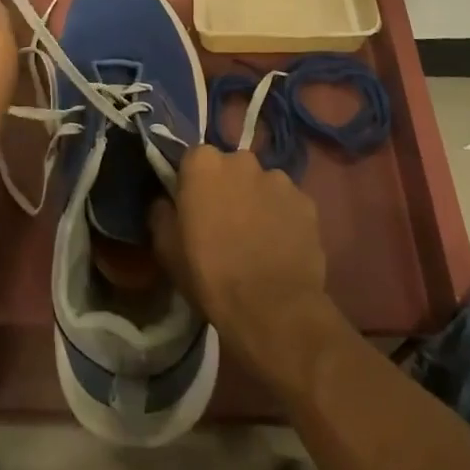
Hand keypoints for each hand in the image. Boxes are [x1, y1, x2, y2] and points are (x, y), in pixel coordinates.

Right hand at [149, 146, 338, 392]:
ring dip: (257, 201)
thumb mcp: (167, 250)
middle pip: (231, 168)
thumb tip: (165, 202)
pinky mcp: (307, 202)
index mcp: (204, 164)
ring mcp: (279, 179)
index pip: (194, 160)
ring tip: (257, 239)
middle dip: (228, 188)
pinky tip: (281, 247)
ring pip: (262, 184)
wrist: (272, 310)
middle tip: (225, 223)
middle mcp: (242, 160)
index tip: (194, 208)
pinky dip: (284, 218)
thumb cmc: (210, 275)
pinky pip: (288, 204)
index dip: (193, 184)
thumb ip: (162, 213)